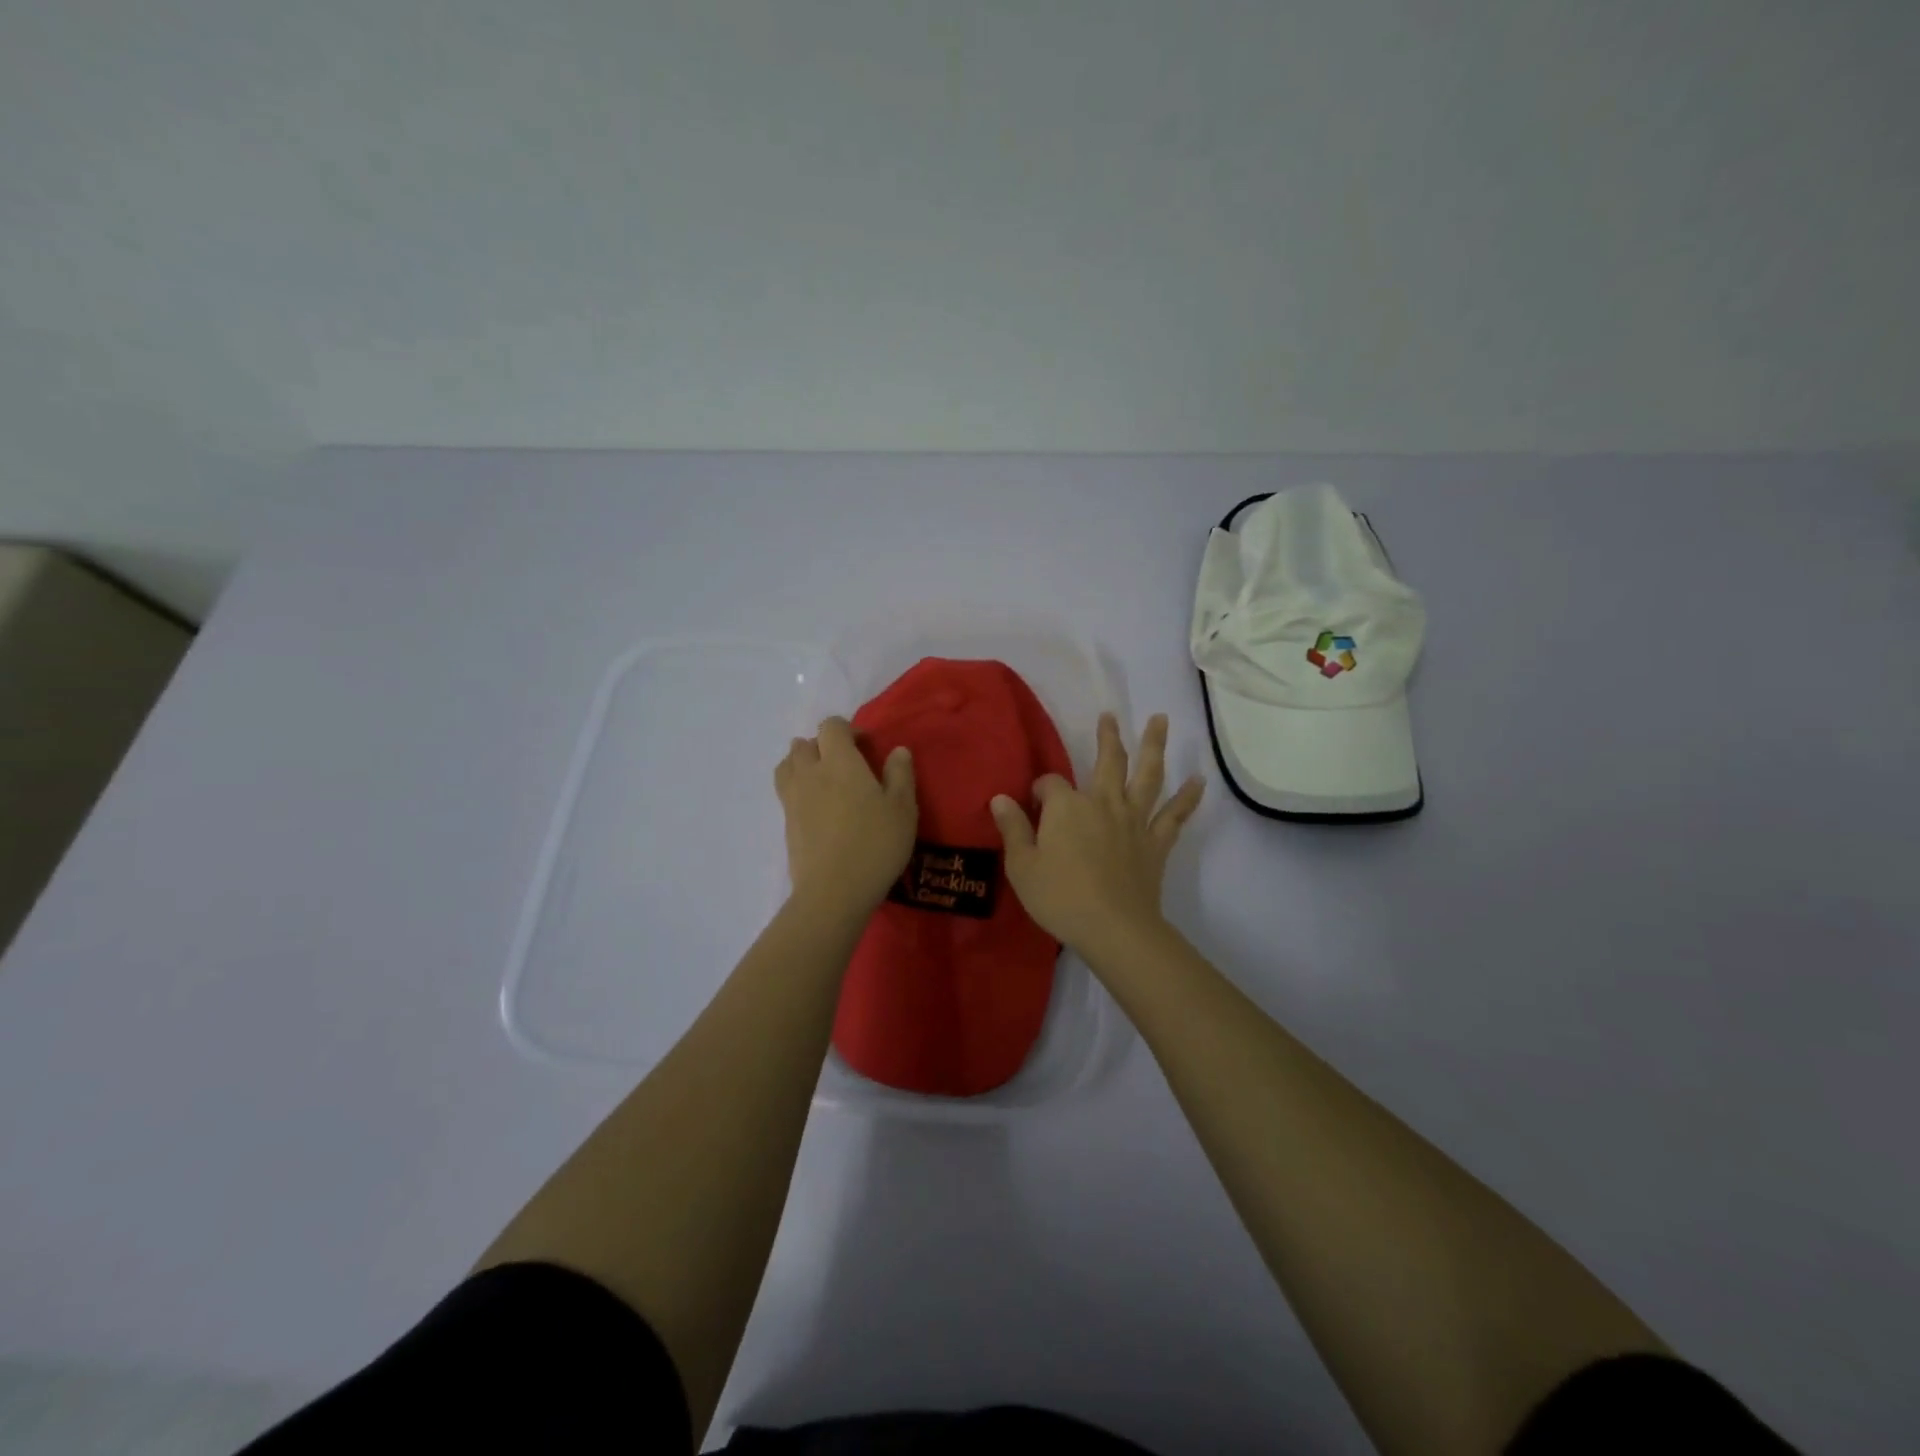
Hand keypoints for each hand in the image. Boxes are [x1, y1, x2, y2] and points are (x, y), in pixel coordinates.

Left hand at [775, 716, 917, 917]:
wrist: (833, 892)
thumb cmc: (875, 844)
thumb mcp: (903, 808)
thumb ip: (900, 774)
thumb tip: (897, 750)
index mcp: (839, 762)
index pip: (832, 726)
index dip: (848, 730)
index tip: (867, 748)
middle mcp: (810, 773)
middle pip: (804, 744)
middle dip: (822, 746)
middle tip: (845, 765)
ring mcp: (793, 799)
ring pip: (787, 765)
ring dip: (803, 764)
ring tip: (824, 781)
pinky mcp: (786, 823)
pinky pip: (786, 792)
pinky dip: (798, 789)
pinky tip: (817, 808)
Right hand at [989, 712, 1203, 958]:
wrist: (1113, 928)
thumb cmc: (1059, 897)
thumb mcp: (1021, 866)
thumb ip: (1012, 829)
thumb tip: (1000, 798)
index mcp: (1067, 807)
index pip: (1051, 784)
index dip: (1040, 790)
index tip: (1033, 804)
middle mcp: (1103, 804)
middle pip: (1108, 762)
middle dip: (1108, 737)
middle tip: (1110, 715)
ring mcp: (1134, 821)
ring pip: (1147, 776)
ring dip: (1154, 746)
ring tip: (1161, 720)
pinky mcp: (1156, 843)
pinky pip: (1175, 816)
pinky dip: (1189, 798)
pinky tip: (1200, 781)